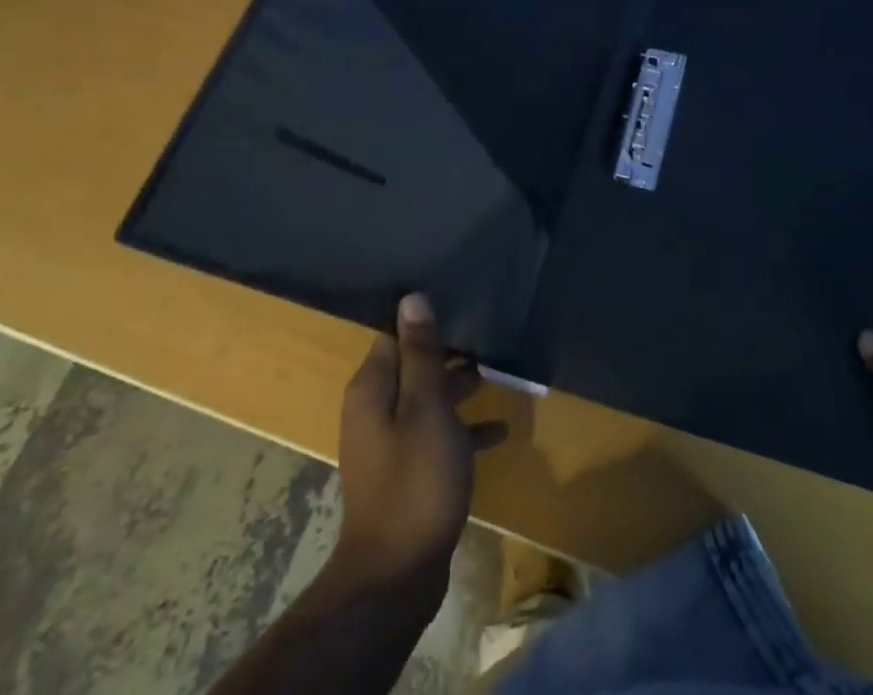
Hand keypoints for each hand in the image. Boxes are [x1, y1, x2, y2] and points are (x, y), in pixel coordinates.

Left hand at [330, 294, 508, 606]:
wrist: (398, 574)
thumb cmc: (415, 479)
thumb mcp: (426, 408)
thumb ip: (421, 354)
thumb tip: (412, 298)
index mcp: (372, 389)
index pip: (395, 337)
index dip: (425, 322)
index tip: (459, 305)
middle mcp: (375, 410)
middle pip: (413, 367)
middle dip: (448, 354)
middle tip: (488, 336)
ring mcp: (391, 444)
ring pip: (428, 401)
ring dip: (459, 389)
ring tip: (497, 373)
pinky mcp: (408, 472)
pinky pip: (437, 436)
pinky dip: (463, 429)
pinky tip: (500, 432)